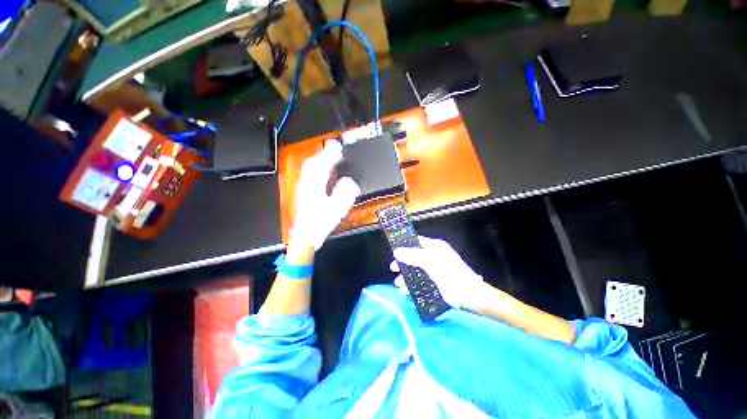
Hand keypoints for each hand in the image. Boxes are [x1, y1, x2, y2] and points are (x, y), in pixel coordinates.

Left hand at [290, 140, 359, 249]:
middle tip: (335, 147)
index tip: (339, 147)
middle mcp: (307, 183)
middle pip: (313, 162)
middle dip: (324, 153)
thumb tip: (350, 181)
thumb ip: (344, 193)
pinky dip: (315, 166)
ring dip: (319, 158)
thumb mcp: (337, 209)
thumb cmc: (321, 222)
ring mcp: (304, 187)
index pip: (323, 165)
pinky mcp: (303, 191)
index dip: (331, 155)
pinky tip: (320, 168)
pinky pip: (308, 173)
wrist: (305, 235)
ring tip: (329, 154)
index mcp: (316, 186)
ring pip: (309, 167)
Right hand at [390, 236, 483, 308]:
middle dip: (402, 263)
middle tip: (393, 269)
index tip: (394, 252)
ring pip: (416, 270)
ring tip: (398, 284)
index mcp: (435, 247)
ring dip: (406, 276)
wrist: (470, 296)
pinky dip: (412, 285)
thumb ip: (412, 256)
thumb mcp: (430, 262)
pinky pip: (420, 281)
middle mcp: (433, 256)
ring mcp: (434, 270)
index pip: (417, 241)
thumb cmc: (450, 274)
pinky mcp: (435, 282)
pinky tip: (405, 291)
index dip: (404, 245)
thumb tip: (396, 251)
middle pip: (414, 256)